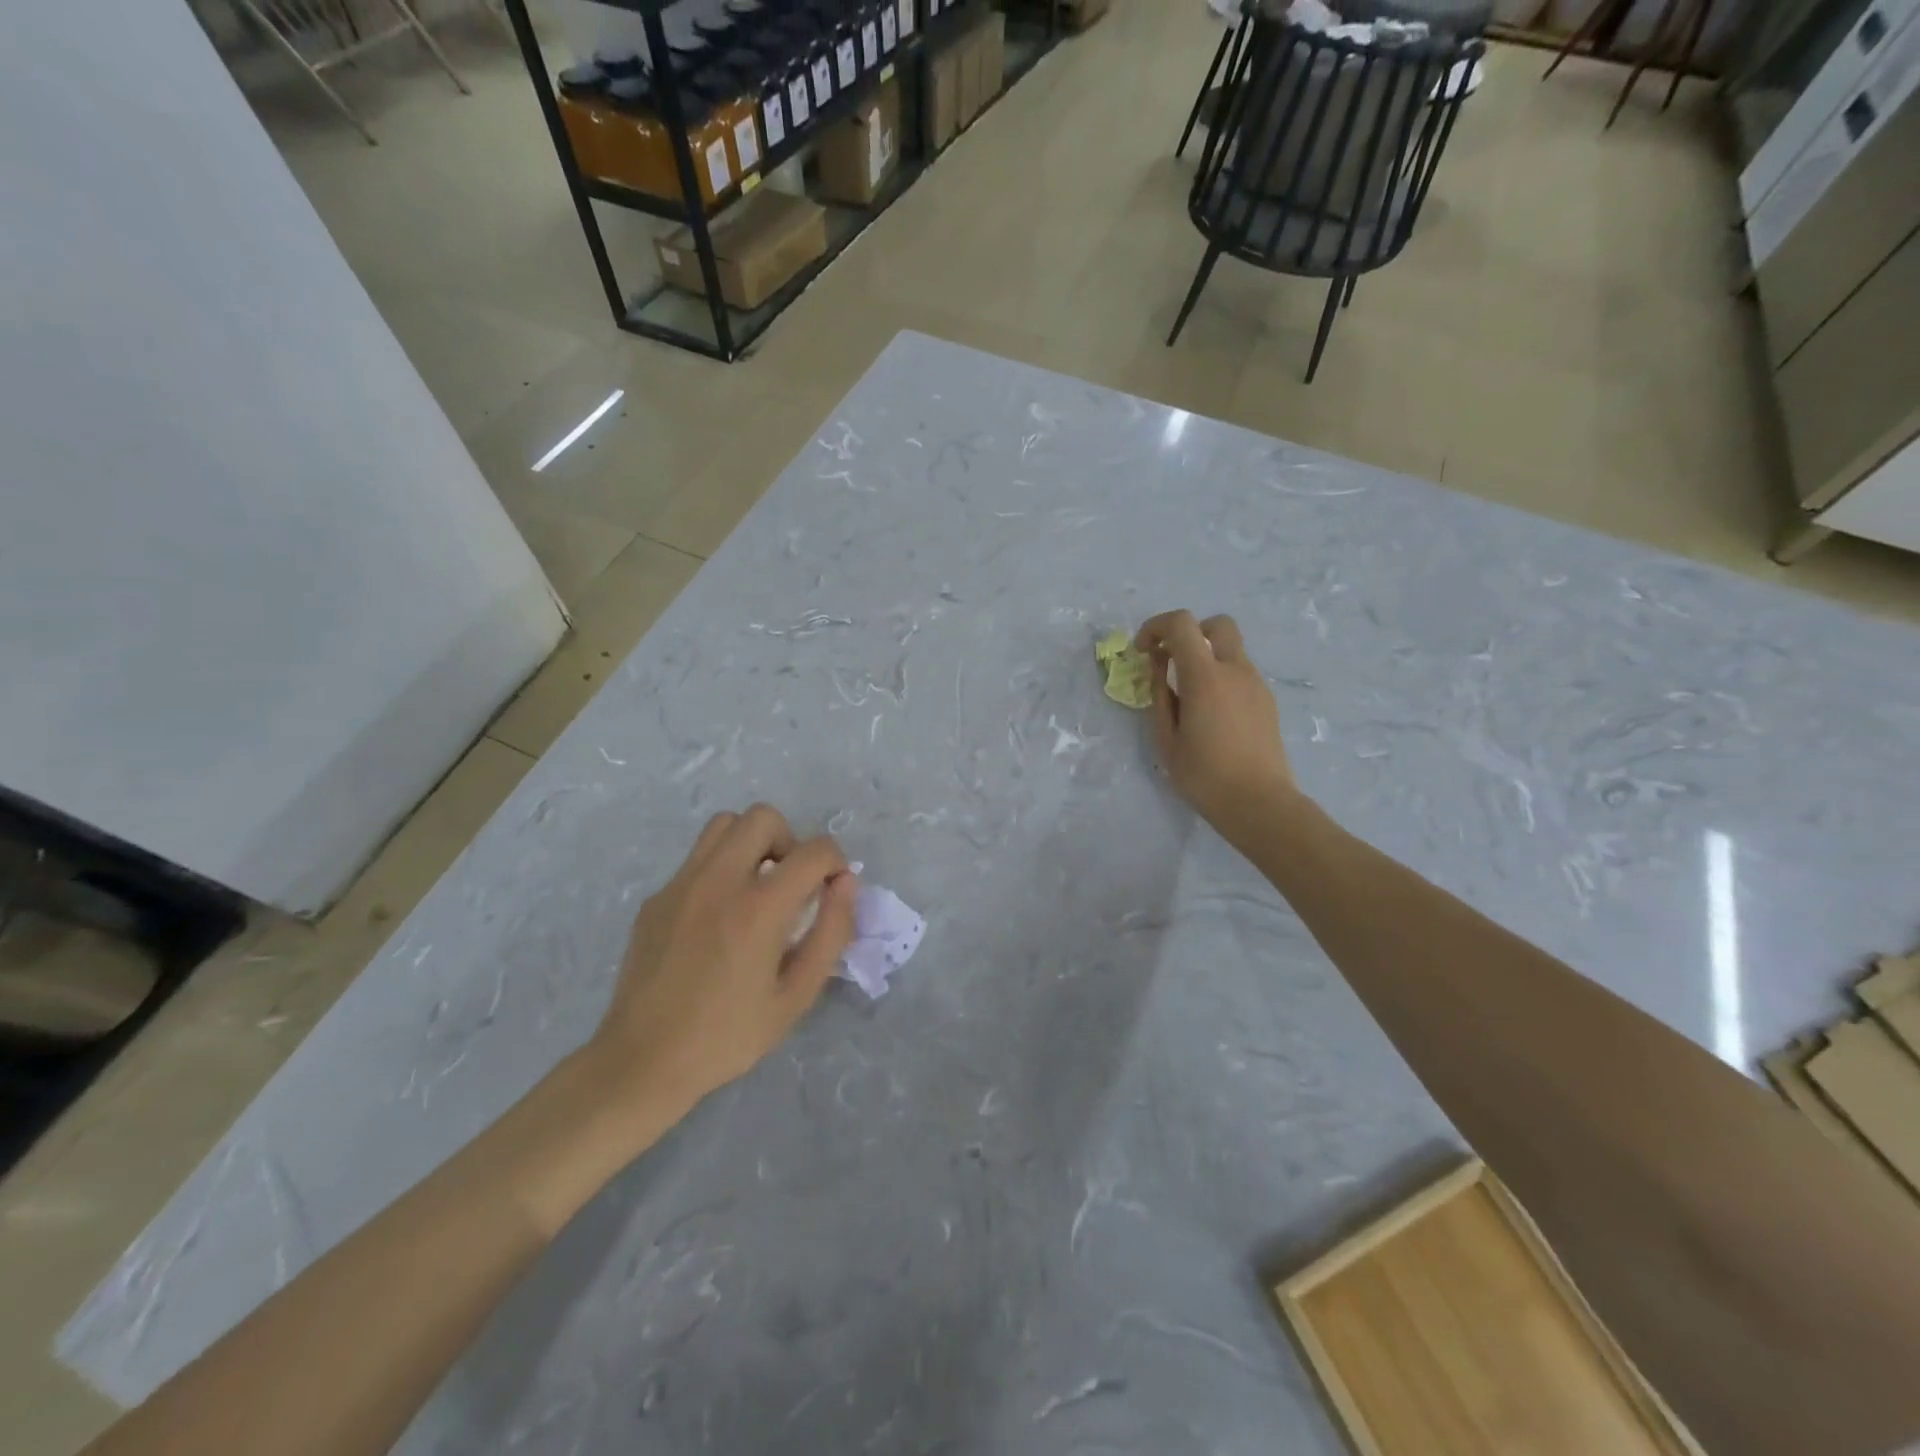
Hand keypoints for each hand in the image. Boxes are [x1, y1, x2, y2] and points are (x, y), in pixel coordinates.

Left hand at [587, 805, 856, 1119]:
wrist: (642, 1061)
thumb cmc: (728, 1035)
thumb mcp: (797, 995)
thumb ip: (831, 932)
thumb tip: (846, 883)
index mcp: (759, 907)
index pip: (815, 850)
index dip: (836, 862)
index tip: (832, 890)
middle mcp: (719, 880)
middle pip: (763, 817)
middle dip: (790, 841)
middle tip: (791, 884)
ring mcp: (681, 884)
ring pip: (724, 825)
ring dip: (751, 844)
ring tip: (755, 888)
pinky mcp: (656, 898)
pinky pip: (697, 860)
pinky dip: (720, 870)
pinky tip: (716, 919)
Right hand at [1134, 610, 1296, 834]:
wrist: (1259, 803)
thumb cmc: (1204, 776)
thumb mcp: (1166, 739)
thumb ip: (1160, 696)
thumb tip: (1159, 667)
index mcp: (1206, 677)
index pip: (1182, 624)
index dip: (1156, 627)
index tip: (1143, 651)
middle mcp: (1235, 670)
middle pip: (1216, 624)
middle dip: (1189, 632)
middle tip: (1171, 660)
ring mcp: (1256, 684)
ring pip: (1230, 650)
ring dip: (1206, 657)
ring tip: (1188, 696)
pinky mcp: (1266, 701)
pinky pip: (1240, 673)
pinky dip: (1220, 677)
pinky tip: (1210, 714)